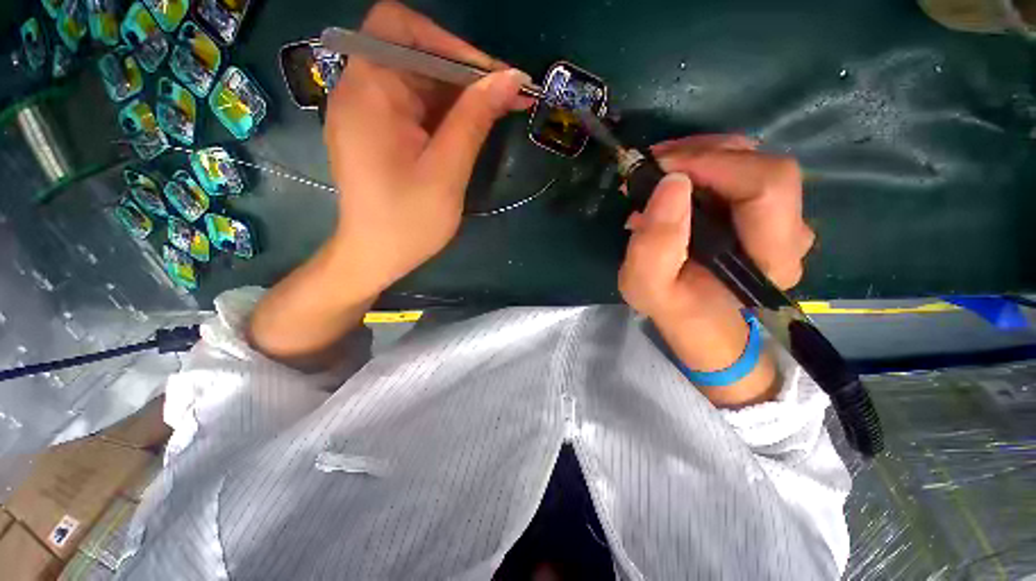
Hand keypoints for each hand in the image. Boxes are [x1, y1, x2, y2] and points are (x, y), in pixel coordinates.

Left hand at [323, 1, 532, 294]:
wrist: (376, 257)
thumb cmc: (408, 222)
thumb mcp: (447, 171)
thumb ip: (474, 120)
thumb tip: (510, 78)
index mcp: (368, 94)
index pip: (399, 28)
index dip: (448, 41)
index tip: (489, 76)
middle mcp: (361, 92)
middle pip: (413, 53)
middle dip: (463, 71)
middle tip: (507, 97)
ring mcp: (369, 113)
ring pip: (419, 81)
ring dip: (460, 94)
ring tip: (499, 112)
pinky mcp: (380, 132)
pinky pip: (416, 106)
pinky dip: (446, 112)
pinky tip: (472, 128)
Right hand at [619, 135, 814, 322]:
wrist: (699, 322)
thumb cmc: (676, 310)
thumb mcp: (647, 286)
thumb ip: (654, 245)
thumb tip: (671, 183)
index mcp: (770, 257)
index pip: (766, 184)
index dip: (713, 162)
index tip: (659, 166)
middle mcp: (789, 231)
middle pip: (761, 165)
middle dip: (702, 154)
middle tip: (652, 163)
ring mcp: (782, 219)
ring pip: (751, 162)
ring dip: (701, 156)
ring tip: (659, 170)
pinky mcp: (766, 213)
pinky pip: (741, 172)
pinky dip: (705, 166)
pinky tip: (675, 179)